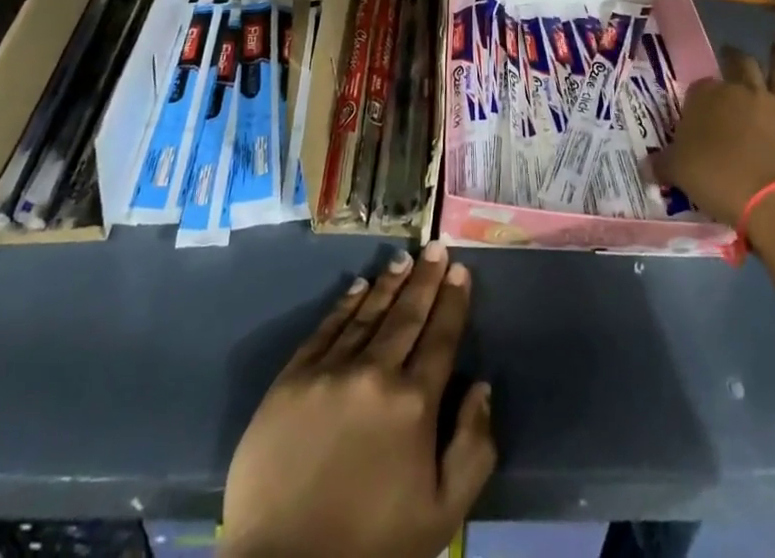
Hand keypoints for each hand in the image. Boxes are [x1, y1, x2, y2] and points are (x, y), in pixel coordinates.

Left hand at [220, 242, 495, 557]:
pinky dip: (344, 305)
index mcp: (414, 403)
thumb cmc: (372, 548)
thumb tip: (482, 387)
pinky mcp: (292, 378)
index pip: (441, 337)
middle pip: (407, 315)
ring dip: (388, 283)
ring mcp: (329, 371)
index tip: (461, 270)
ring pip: (367, 313)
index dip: (453, 301)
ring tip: (404, 259)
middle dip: (426, 279)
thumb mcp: (441, 516)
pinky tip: (357, 287)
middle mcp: (374, 372)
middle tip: (436, 247)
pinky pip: (326, 329)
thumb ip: (472, 449)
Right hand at [651, 32, 774, 226]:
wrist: (774, 202)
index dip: (699, 92)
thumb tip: (646, 166)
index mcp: (710, 98)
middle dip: (735, 57)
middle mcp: (746, 94)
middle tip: (732, 51)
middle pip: (741, 65)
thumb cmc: (718, 181)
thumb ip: (663, 164)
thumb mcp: (678, 172)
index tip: (696, 99)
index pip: (701, 86)